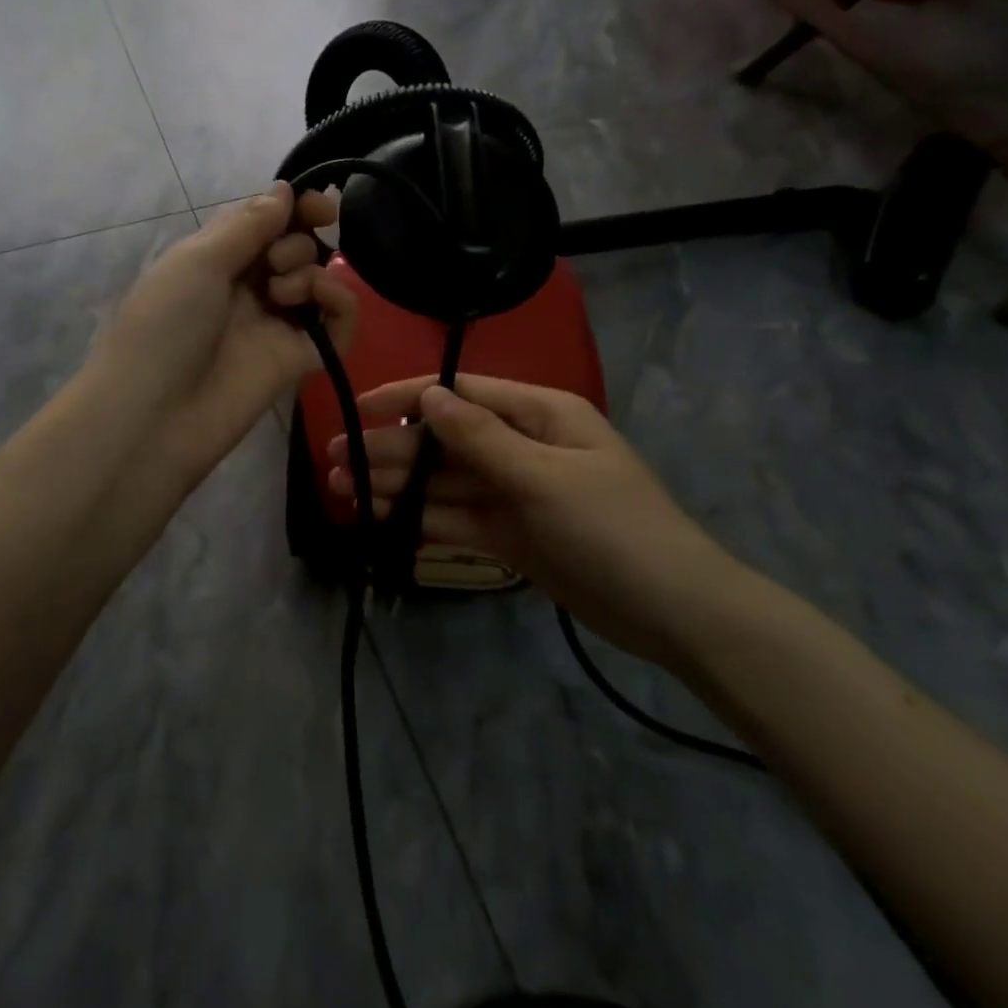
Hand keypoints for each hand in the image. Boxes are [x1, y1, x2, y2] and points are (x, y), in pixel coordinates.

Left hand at [99, 182, 356, 487]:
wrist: (155, 414)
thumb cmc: (164, 325)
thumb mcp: (198, 261)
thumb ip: (247, 225)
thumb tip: (284, 190)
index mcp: (216, 260)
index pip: (266, 223)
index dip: (295, 209)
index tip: (321, 205)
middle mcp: (247, 289)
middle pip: (295, 248)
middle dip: (296, 241)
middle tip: (274, 264)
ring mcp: (275, 325)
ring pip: (317, 281)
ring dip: (309, 270)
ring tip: (282, 292)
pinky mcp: (299, 359)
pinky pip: (337, 323)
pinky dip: (339, 301)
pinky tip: (320, 299)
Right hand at [329, 375, 746, 666]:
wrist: (673, 612)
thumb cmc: (613, 529)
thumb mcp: (545, 477)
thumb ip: (481, 439)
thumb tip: (428, 397)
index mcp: (539, 414)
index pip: (460, 395)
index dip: (405, 398)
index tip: (357, 409)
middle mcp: (522, 445)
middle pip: (444, 441)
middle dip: (391, 449)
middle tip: (334, 461)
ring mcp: (515, 491)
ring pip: (444, 481)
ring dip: (397, 485)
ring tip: (343, 491)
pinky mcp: (511, 533)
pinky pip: (457, 517)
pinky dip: (421, 517)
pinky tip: (382, 517)